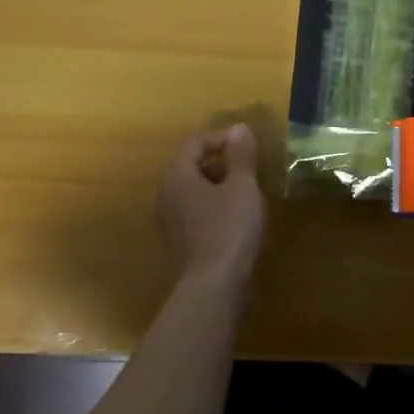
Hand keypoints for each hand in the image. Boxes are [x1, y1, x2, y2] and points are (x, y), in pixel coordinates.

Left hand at [158, 124, 265, 286]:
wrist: (213, 286)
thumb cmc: (229, 229)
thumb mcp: (242, 187)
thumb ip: (240, 156)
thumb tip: (239, 127)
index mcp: (177, 175)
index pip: (193, 142)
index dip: (220, 138)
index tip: (246, 147)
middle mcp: (166, 194)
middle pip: (189, 165)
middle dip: (219, 161)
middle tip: (247, 168)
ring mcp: (169, 220)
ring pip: (191, 190)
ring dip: (216, 184)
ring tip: (244, 192)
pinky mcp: (178, 241)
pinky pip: (193, 211)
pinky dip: (212, 206)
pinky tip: (234, 218)